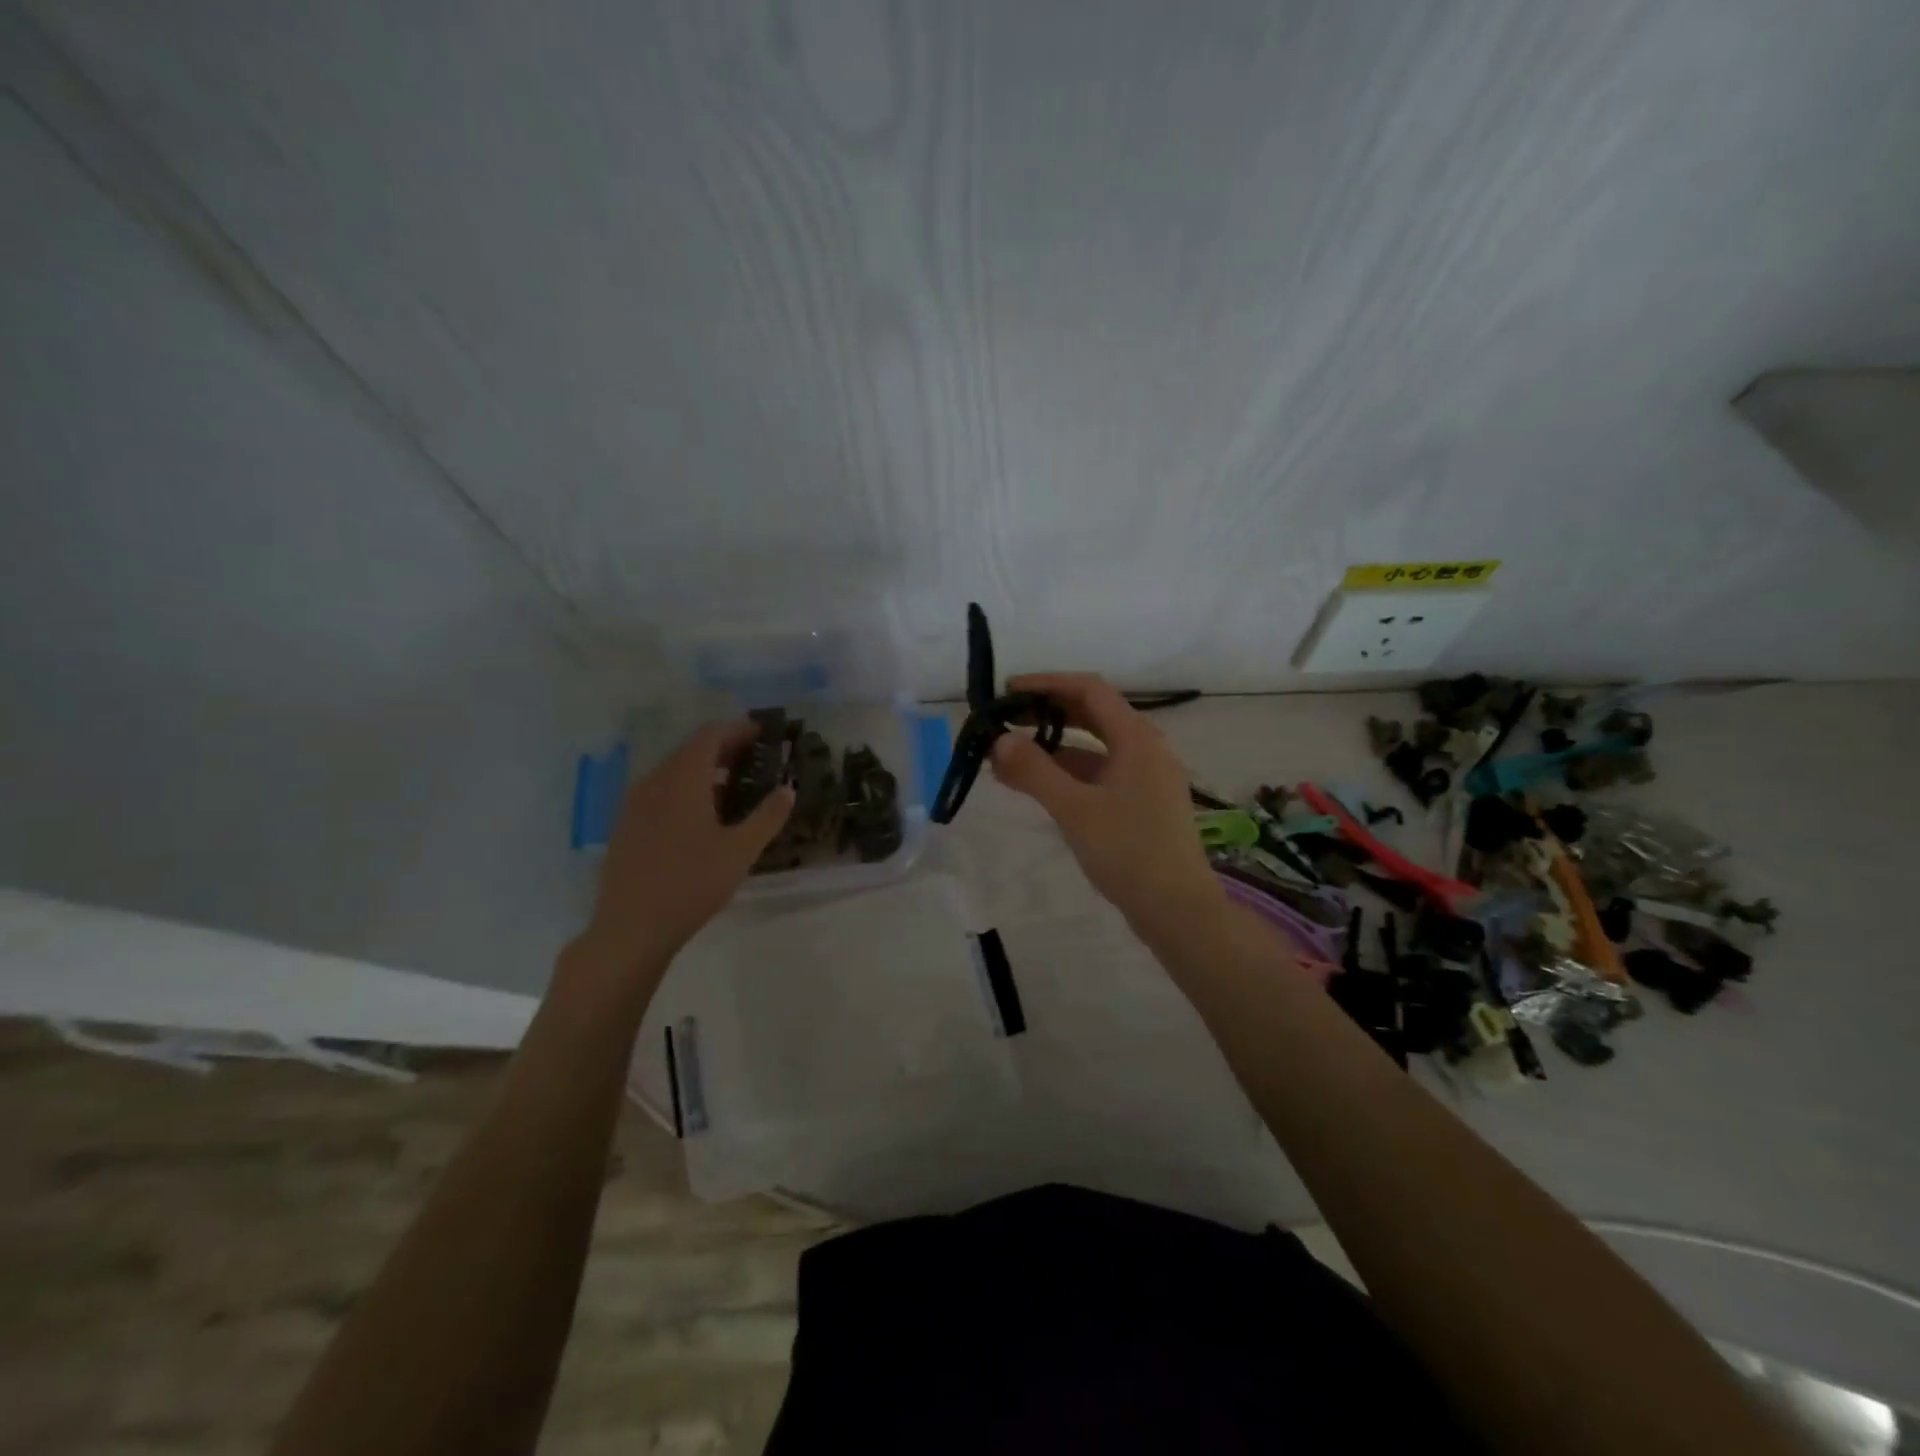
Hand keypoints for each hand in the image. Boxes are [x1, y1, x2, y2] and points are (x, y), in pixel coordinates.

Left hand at [576, 720, 793, 975]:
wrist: (631, 927)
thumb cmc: (691, 884)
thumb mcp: (740, 852)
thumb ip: (767, 817)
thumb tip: (788, 789)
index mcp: (683, 781)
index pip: (710, 736)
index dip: (738, 730)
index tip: (763, 733)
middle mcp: (655, 782)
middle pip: (690, 750)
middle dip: (723, 748)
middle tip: (754, 758)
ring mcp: (635, 804)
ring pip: (673, 771)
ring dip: (703, 769)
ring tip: (732, 785)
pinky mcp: (626, 825)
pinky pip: (659, 790)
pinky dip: (684, 788)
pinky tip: (700, 814)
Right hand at [989, 673, 1223, 937]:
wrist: (1177, 910)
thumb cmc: (1128, 852)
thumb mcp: (1075, 809)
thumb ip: (1035, 771)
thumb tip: (999, 740)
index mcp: (1137, 739)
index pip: (1090, 690)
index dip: (1048, 684)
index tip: (1009, 691)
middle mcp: (1146, 749)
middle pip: (1093, 715)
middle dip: (1048, 714)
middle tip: (1006, 721)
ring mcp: (1146, 777)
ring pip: (1094, 748)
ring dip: (1054, 747)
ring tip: (1010, 758)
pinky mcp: (1142, 803)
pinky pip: (1100, 773)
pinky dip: (1069, 773)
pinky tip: (1039, 786)